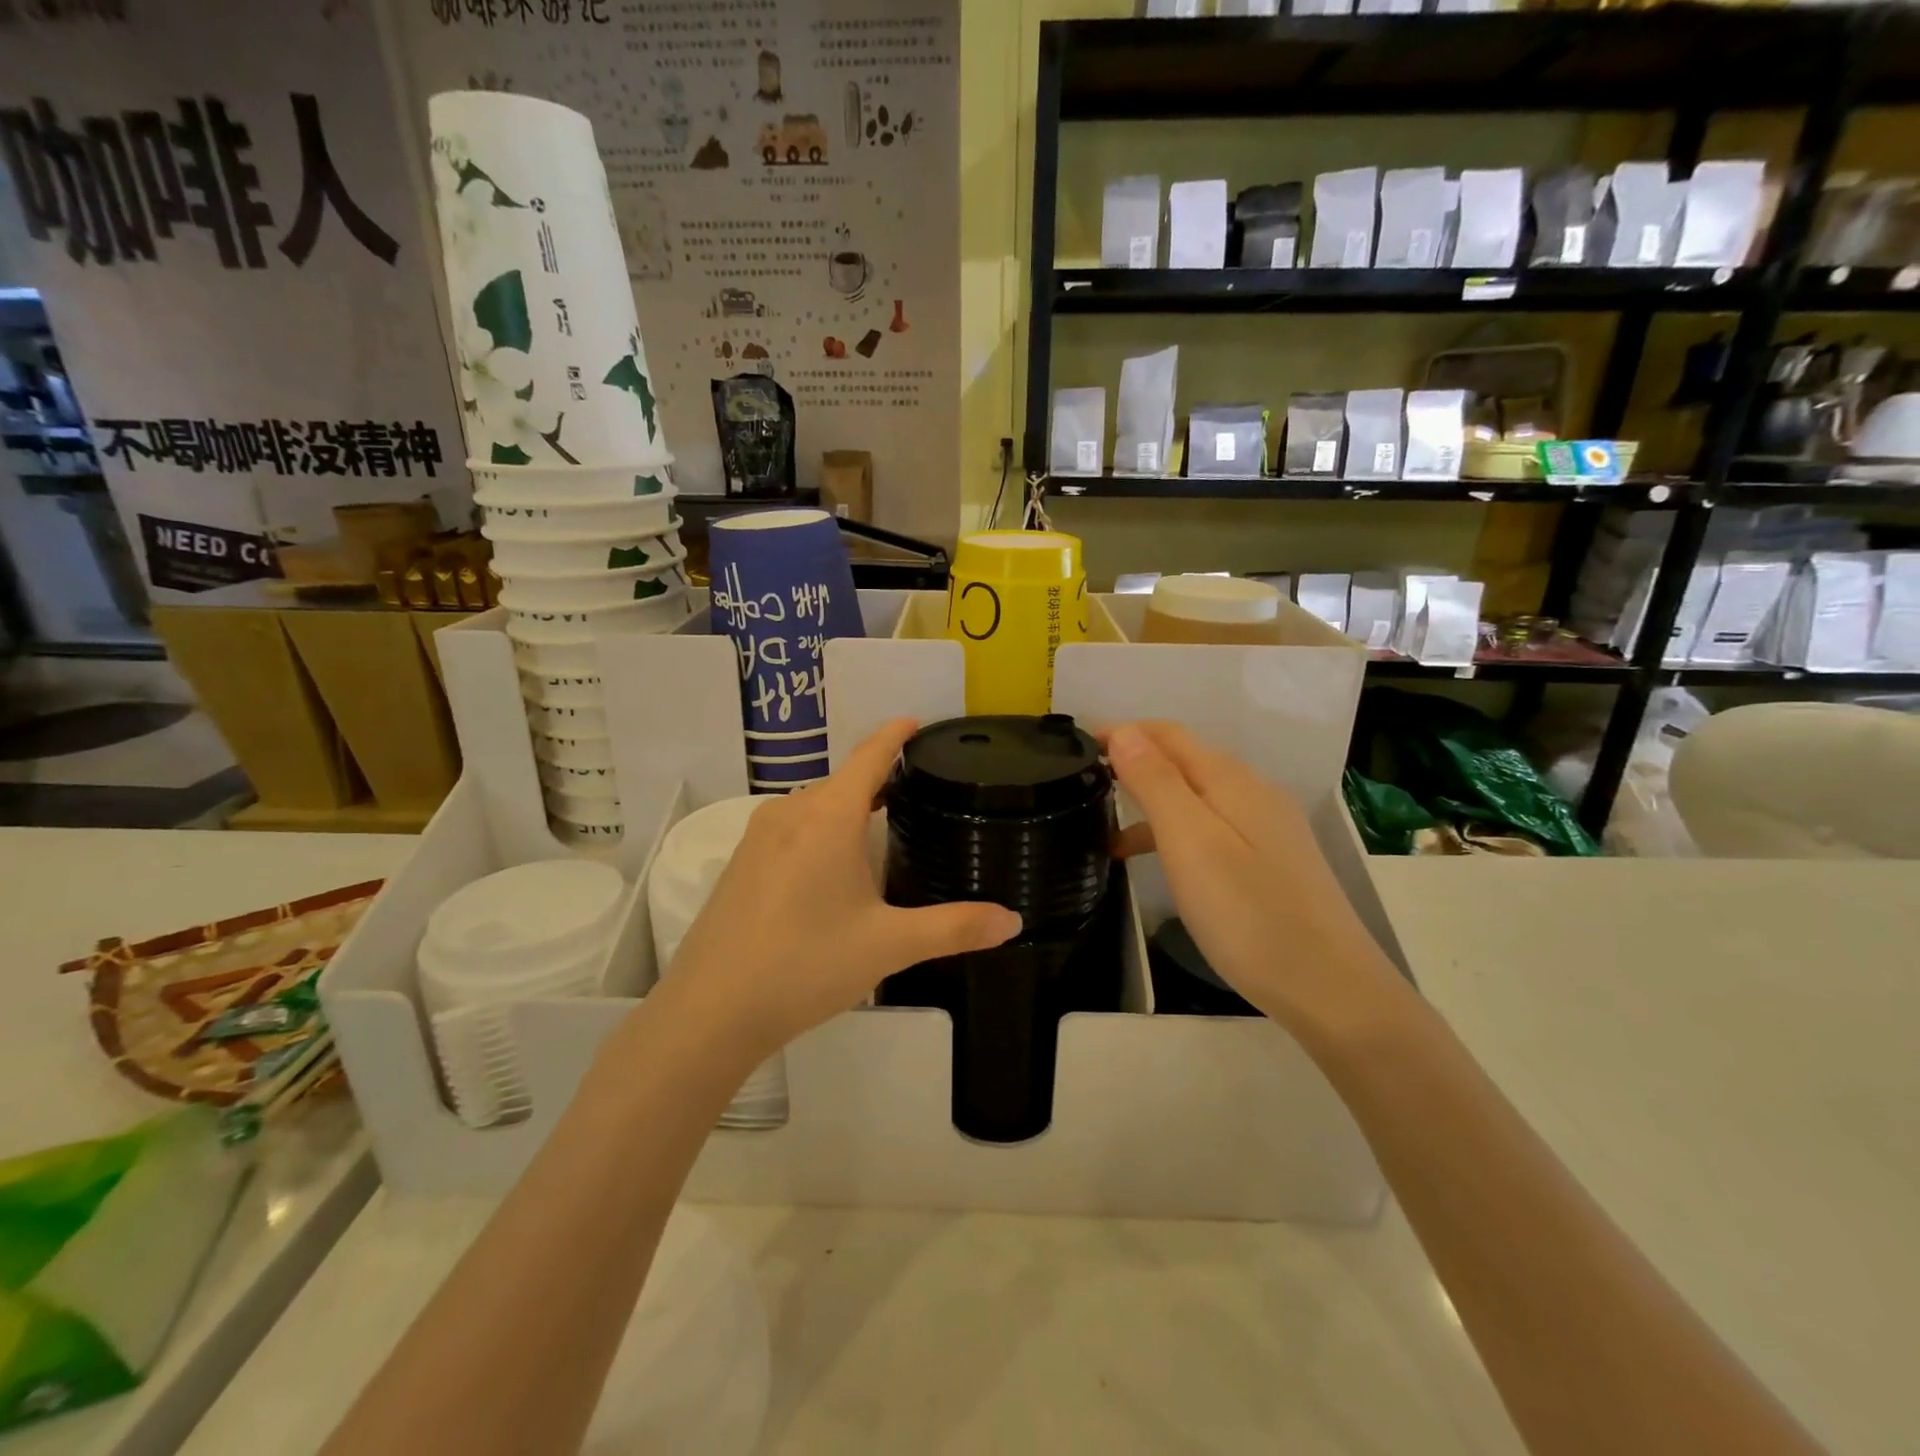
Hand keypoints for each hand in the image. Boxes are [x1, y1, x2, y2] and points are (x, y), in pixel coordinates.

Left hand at [661, 719, 1021, 1064]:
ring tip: (881, 826)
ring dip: (847, 808)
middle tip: (917, 792)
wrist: (711, 1011)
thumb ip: (954, 928)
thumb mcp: (889, 945)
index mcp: (828, 816)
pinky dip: (820, 831)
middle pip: (842, 782)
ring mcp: (758, 838)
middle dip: (877, 780)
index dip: (894, 735)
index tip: (916, 722)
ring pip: (814, 807)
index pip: (869, 757)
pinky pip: (791, 829)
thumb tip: (1013, 921)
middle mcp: (790, 813)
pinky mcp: (740, 864)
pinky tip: (831, 868)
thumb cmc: (806, 964)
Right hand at [1105, 722, 1408, 1044]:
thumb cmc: (1248, 913)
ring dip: (1151, 800)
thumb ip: (1156, 782)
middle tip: (1085, 780)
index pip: (1168, 734)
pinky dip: (1175, 832)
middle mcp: (1252, 792)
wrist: (1329, 987)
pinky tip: (1158, 863)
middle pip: (1184, 759)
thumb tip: (1125, 731)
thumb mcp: (1190, 842)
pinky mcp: (1271, 860)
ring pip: (1196, 796)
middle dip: (1134, 760)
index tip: (1079, 746)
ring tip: (1104, 829)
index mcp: (1230, 780)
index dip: (1123, 731)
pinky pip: (1211, 826)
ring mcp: (1266, 827)